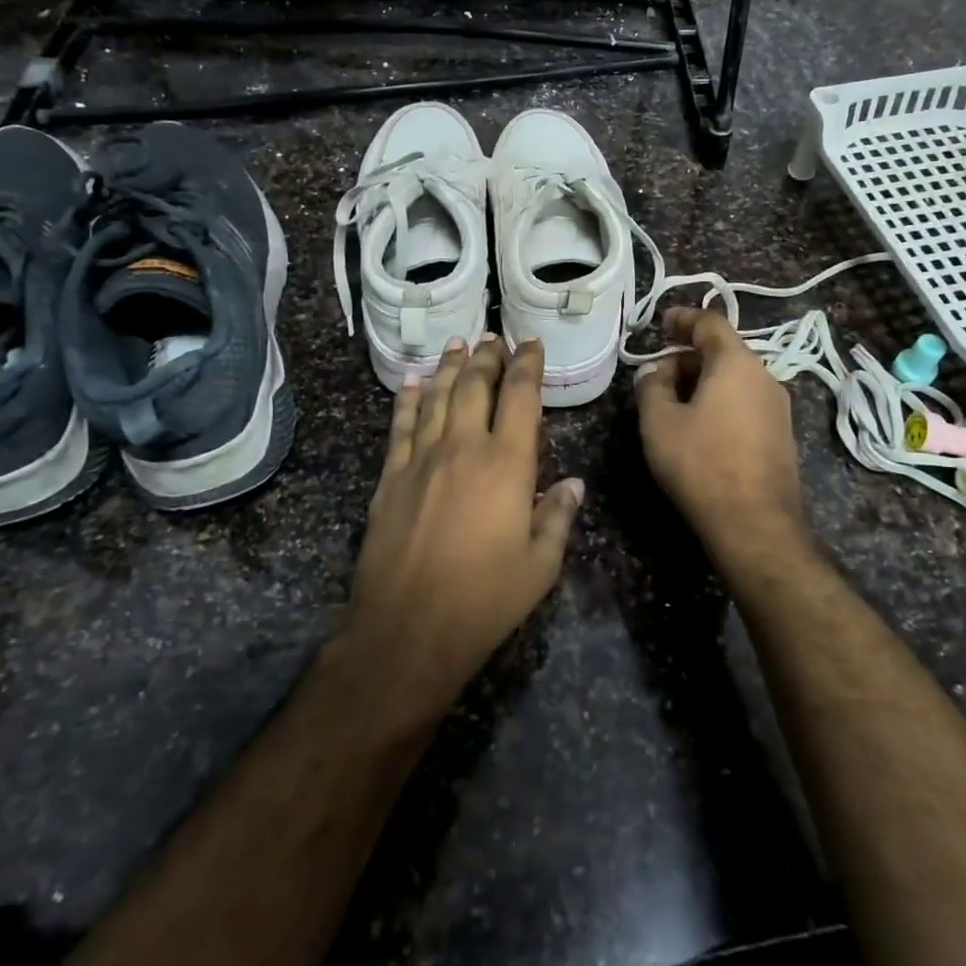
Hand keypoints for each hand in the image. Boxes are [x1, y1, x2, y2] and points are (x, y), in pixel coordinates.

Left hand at [345, 335, 582, 716]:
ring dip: (450, 367)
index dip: (527, 366)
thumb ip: (558, 517)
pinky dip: (409, 398)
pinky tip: (413, 381)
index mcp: (507, 464)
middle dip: (487, 357)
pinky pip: (401, 425)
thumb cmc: (484, 600)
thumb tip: (574, 484)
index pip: (520, 397)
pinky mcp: (390, 476)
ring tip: (458, 344)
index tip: (531, 345)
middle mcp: (463, 448)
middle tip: (494, 337)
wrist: (408, 627)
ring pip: (437, 397)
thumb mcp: (540, 565)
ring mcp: (421, 459)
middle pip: (474, 386)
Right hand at [633, 308, 808, 558]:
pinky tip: (700, 426)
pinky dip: (720, 402)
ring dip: (704, 381)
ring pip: (735, 379)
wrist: (755, 523)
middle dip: (688, 356)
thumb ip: (652, 387)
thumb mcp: (659, 422)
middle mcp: (765, 377)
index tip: (662, 322)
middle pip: (724, 352)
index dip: (684, 318)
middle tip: (657, 374)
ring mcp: (778, 408)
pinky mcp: (780, 436)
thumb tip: (655, 371)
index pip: (711, 323)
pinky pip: (745, 403)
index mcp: (736, 364)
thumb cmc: (701, 463)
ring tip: (674, 402)